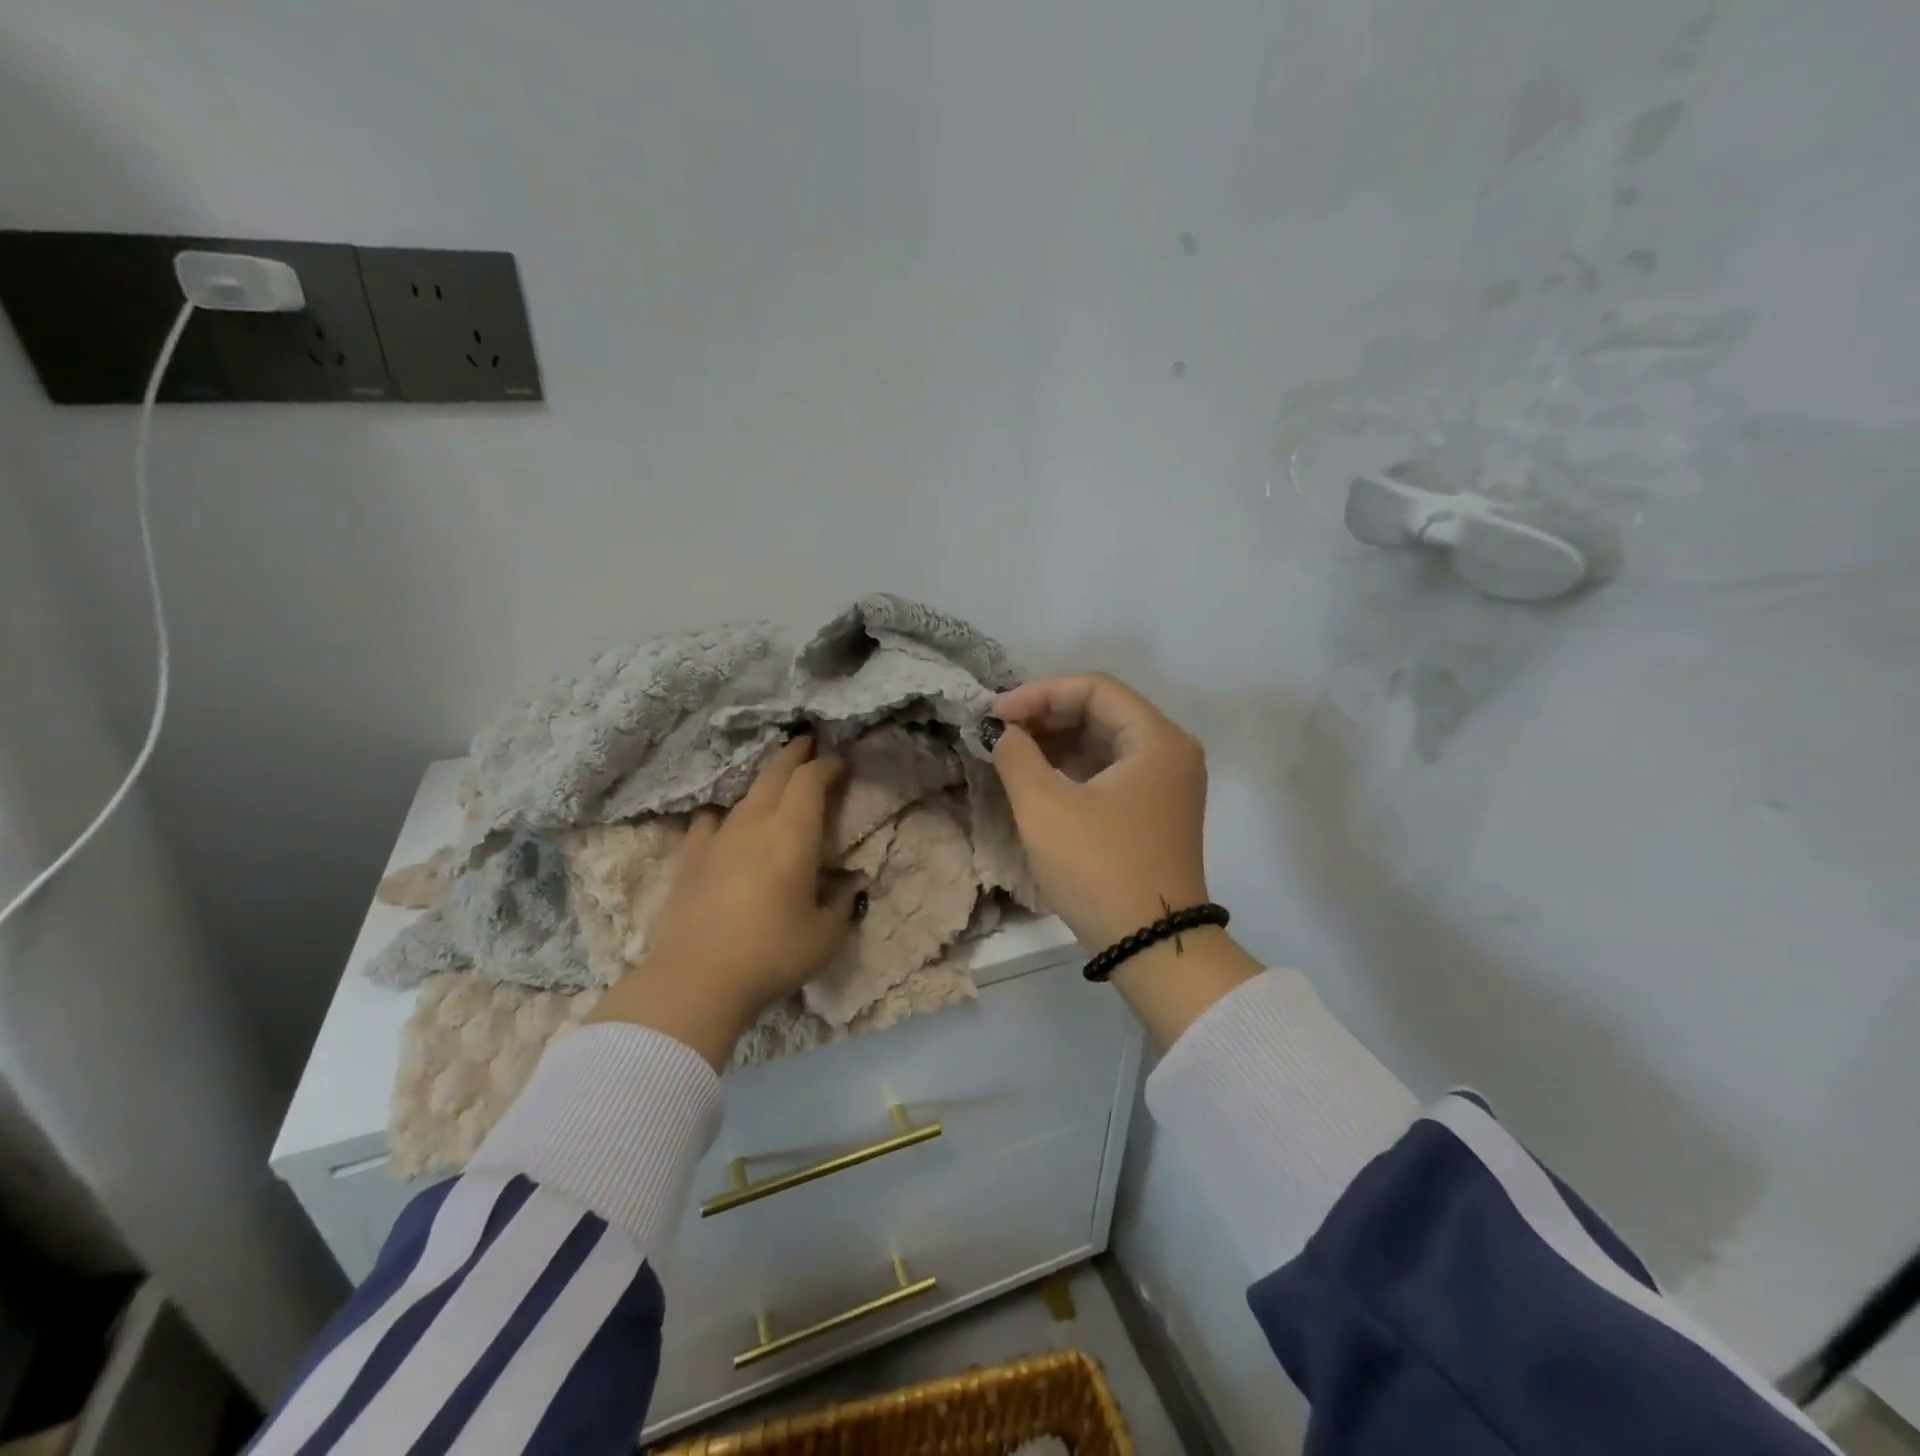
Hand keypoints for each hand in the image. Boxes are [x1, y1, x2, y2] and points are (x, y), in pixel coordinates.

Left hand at [585, 736, 865, 1067]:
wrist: (696, 979)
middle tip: (809, 743)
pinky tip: (724, 825)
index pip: (811, 781)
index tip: (841, 762)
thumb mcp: (825, 935)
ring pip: (744, 794)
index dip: (828, 765)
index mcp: (793, 834)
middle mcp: (755, 823)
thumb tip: (851, 885)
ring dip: (764, 781)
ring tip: (775, 781)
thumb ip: (843, 903)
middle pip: (775, 772)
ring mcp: (718, 837)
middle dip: (795, 753)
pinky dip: (723, 815)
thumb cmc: (771, 954)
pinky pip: (709, 821)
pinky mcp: (690, 857)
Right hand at [988, 673, 1261, 1048]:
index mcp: (1157, 739)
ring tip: (1010, 754)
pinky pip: (1109, 771)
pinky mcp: (1153, 811)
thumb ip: (1017, 756)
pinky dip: (1072, 768)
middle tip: (999, 734)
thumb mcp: (1046, 808)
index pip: (1094, 688)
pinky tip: (1037, 779)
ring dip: (1055, 742)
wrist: (1152, 948)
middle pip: (1101, 711)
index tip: (996, 716)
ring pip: (1103, 742)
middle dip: (1046, 716)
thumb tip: (1004, 733)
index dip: (1039, 693)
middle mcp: (1170, 752)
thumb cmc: (1100, 869)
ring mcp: (1165, 784)